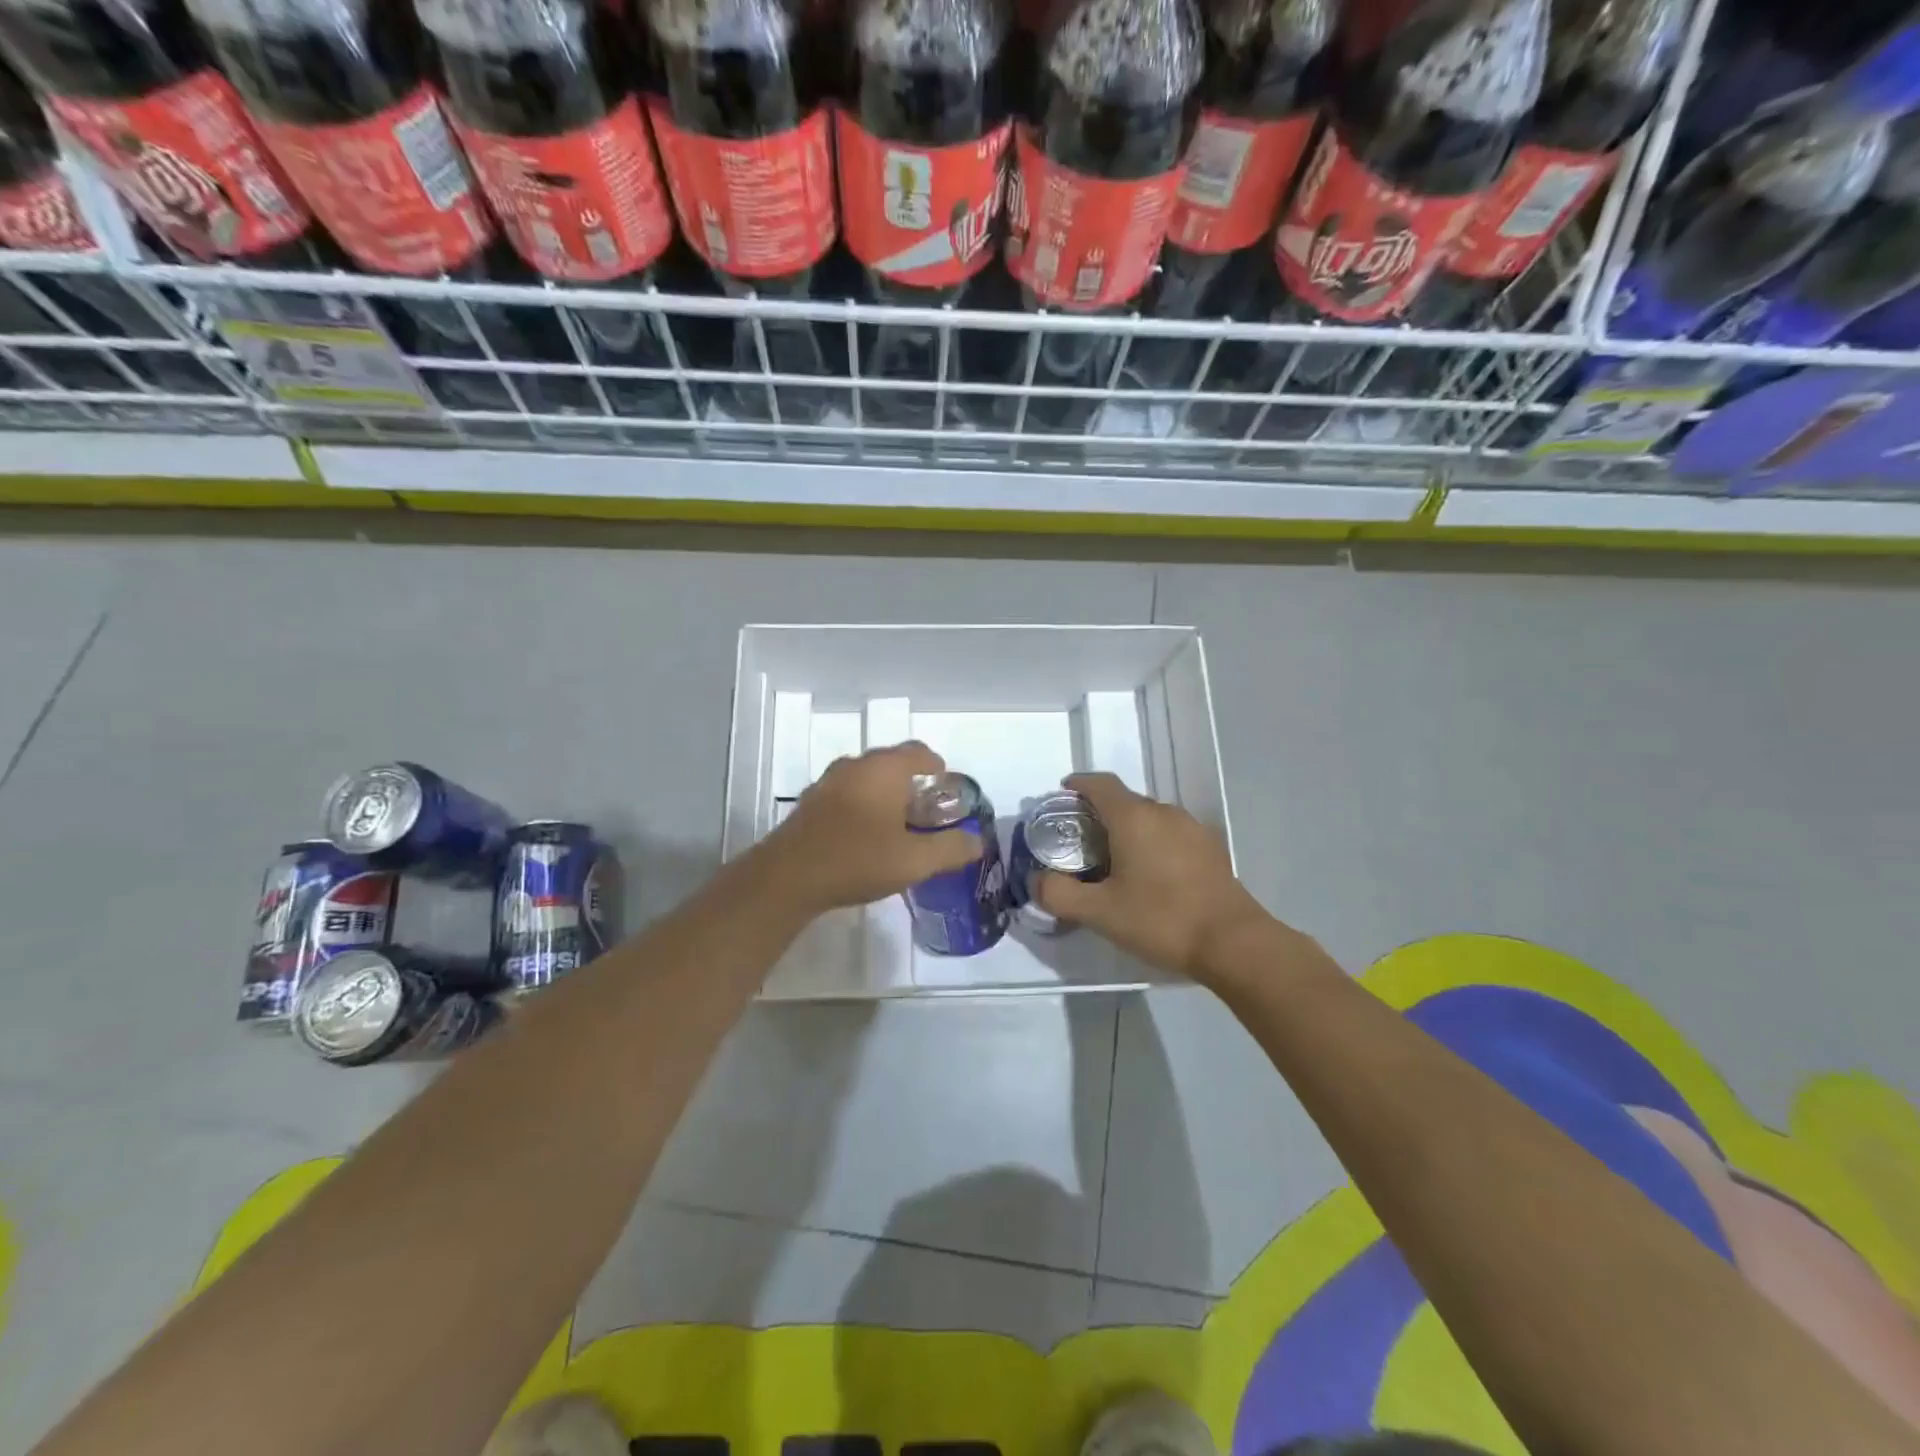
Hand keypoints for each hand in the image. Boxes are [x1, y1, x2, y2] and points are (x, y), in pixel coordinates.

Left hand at [755, 741, 984, 915]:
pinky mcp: (810, 804)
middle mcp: (855, 766)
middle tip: (926, 809)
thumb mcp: (915, 860)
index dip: (935, 765)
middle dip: (911, 781)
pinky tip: (863, 834)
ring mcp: (828, 783)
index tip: (945, 783)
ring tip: (897, 822)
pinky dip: (861, 805)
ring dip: (883, 793)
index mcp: (884, 769)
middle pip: (890, 763)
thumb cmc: (858, 859)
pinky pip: (845, 794)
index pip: (918, 752)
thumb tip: (978, 842)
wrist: (788, 877)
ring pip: (865, 778)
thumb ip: (950, 849)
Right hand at [1035, 772, 1273, 981]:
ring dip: (1127, 831)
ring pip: (1149, 819)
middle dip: (1099, 814)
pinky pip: (1170, 835)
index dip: (1078, 785)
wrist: (1233, 943)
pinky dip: (1152, 844)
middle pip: (1124, 801)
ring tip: (1113, 863)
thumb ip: (1059, 894)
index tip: (1062, 796)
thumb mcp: (1099, 913)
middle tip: (1080, 843)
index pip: (1100, 784)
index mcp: (1134, 817)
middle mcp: (1164, 812)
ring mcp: (1192, 829)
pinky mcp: (1210, 849)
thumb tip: (1036, 880)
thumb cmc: (1161, 919)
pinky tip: (1149, 877)